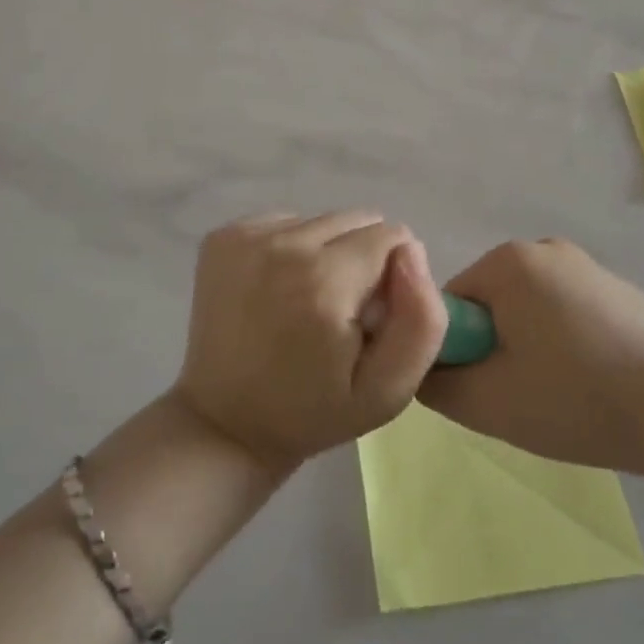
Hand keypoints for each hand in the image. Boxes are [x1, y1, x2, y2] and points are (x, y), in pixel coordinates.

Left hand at [173, 211, 447, 472]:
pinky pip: (284, 222)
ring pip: (320, 220)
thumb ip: (422, 320)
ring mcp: (245, 237)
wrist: (225, 423)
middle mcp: (283, 245)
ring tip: (306, 303)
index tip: (371, 316)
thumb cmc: (313, 412)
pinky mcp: (222, 237)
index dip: (393, 277)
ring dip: (326, 253)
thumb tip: (411, 250)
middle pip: (356, 220)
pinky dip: (291, 249)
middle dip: (362, 258)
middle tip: (340, 312)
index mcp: (325, 281)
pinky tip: (277, 291)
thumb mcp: (389, 389)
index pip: (392, 237)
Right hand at [417, 238, 643, 479]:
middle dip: (494, 347)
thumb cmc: (575, 399)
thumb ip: (433, 381)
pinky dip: (564, 343)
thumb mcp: (485, 403)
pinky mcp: (617, 289)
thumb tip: (422, 365)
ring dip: (528, 347)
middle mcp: (544, 248)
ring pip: (527, 310)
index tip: (485, 388)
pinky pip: (565, 312)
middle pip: (490, 303)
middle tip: (520, 397)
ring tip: (559, 395)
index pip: (449, 303)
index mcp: (508, 261)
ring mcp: (586, 265)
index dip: (457, 350)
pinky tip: (592, 382)